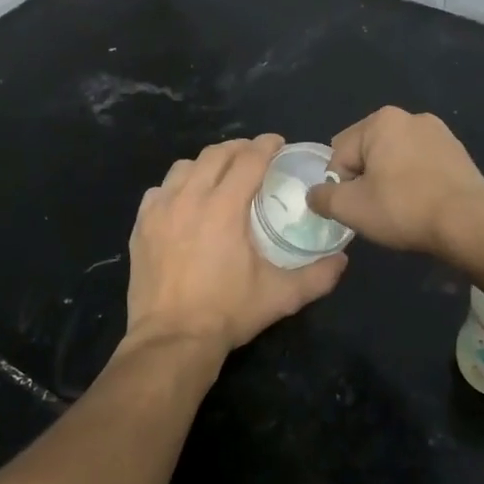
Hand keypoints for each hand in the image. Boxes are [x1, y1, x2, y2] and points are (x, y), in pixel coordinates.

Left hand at [125, 135, 347, 359]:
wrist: (172, 340)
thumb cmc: (227, 313)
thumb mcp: (280, 296)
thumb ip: (317, 276)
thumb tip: (342, 260)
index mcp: (224, 207)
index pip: (249, 159)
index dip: (266, 146)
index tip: (278, 143)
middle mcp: (190, 198)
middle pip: (215, 154)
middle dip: (239, 148)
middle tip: (254, 156)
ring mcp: (160, 210)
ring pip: (184, 167)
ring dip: (206, 163)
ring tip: (220, 174)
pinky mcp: (141, 225)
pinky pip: (159, 190)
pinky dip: (176, 186)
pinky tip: (185, 201)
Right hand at [306, 107, 483, 258]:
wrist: (469, 224)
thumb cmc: (403, 209)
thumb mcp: (350, 208)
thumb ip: (322, 197)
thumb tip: (315, 195)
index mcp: (381, 120)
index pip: (340, 154)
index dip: (340, 185)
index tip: (356, 208)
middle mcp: (410, 117)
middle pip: (368, 151)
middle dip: (366, 178)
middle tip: (377, 209)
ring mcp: (439, 132)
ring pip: (395, 158)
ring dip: (390, 179)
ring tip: (401, 209)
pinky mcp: (458, 152)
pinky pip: (421, 165)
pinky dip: (415, 181)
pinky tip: (422, 204)